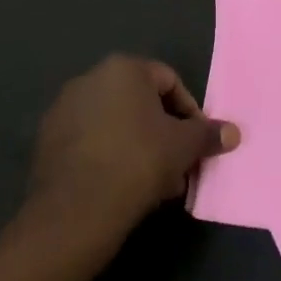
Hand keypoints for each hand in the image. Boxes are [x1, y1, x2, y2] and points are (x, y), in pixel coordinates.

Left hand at [27, 55, 239, 252]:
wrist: (74, 211)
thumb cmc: (137, 163)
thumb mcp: (183, 147)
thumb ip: (208, 134)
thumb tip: (233, 132)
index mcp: (123, 68)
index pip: (169, 81)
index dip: (189, 112)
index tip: (196, 144)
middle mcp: (90, 78)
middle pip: (140, 102)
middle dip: (163, 133)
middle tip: (177, 166)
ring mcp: (64, 108)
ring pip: (115, 123)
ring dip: (138, 146)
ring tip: (153, 184)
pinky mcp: (46, 140)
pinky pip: (90, 141)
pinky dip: (109, 156)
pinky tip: (121, 188)